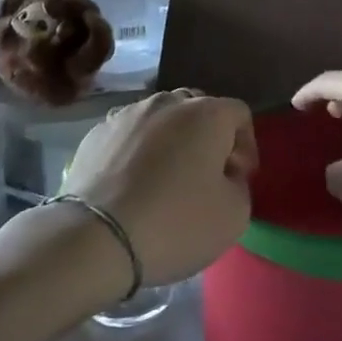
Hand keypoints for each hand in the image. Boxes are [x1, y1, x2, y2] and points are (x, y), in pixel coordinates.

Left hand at [64, 90, 254, 285]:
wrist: (94, 238)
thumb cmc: (175, 224)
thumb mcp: (234, 215)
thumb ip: (240, 185)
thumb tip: (224, 175)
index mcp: (207, 114)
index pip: (239, 114)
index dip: (246, 146)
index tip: (239, 179)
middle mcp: (167, 102)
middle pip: (198, 109)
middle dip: (208, 138)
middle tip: (206, 176)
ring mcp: (127, 114)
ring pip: (161, 118)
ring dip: (171, 141)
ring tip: (165, 178)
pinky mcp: (96, 133)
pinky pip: (129, 134)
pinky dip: (137, 151)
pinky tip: (132, 184)